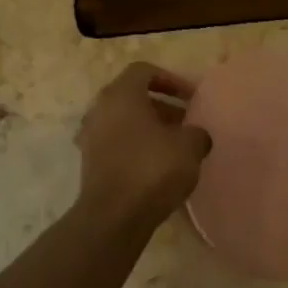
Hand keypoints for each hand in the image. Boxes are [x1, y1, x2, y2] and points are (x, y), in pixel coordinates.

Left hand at [75, 62, 211, 230]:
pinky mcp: (89, 162)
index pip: (144, 71)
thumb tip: (196, 136)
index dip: (171, 79)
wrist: (113, 217)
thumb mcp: (189, 147)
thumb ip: (197, 133)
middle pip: (133, 96)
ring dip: (150, 128)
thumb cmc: (152, 169)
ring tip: (176, 146)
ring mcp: (90, 136)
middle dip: (162, 106)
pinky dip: (136, 146)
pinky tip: (157, 166)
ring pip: (124, 121)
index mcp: (121, 94)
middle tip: (186, 122)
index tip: (191, 98)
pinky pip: (117, 143)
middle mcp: (100, 109)